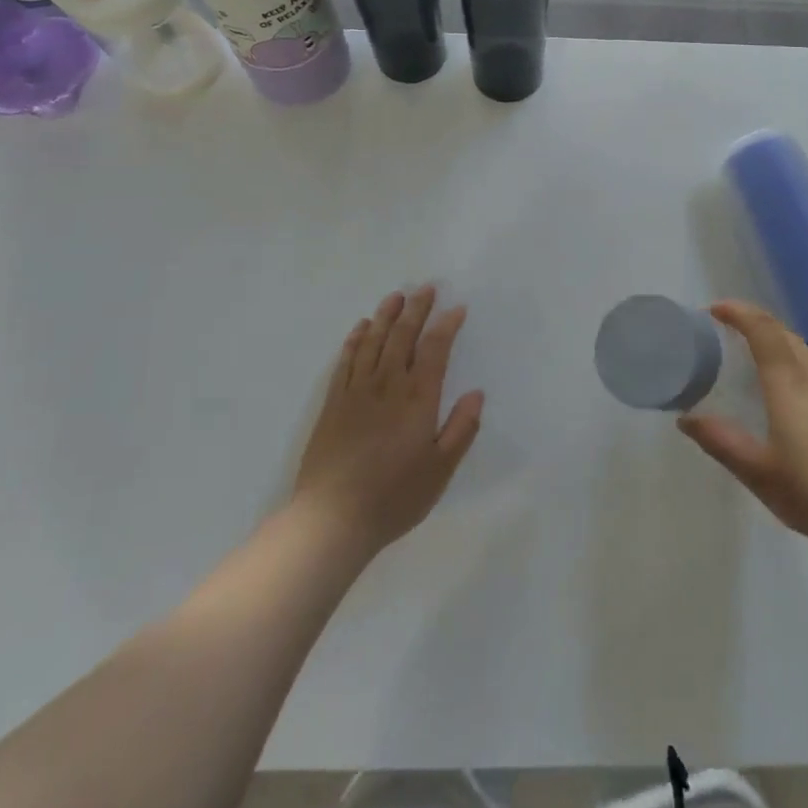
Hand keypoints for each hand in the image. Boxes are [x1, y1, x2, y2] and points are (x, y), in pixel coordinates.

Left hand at [291, 286, 483, 557]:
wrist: (331, 519)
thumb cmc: (393, 497)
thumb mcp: (440, 471)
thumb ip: (460, 430)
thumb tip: (476, 393)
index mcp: (417, 399)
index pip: (435, 350)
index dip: (446, 325)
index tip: (457, 308)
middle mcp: (388, 385)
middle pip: (403, 337)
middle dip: (416, 310)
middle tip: (426, 287)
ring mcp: (356, 392)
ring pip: (373, 342)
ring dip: (386, 316)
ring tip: (396, 296)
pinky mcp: (333, 403)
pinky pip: (346, 361)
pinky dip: (355, 340)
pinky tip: (361, 328)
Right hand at [678, 300, 807, 566]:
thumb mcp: (759, 473)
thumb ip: (722, 442)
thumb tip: (686, 419)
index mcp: (790, 383)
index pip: (762, 329)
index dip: (739, 312)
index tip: (716, 310)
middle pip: (785, 335)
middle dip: (757, 324)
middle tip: (731, 331)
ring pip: (807, 354)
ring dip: (780, 346)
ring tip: (758, 362)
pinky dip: (799, 369)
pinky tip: (796, 400)